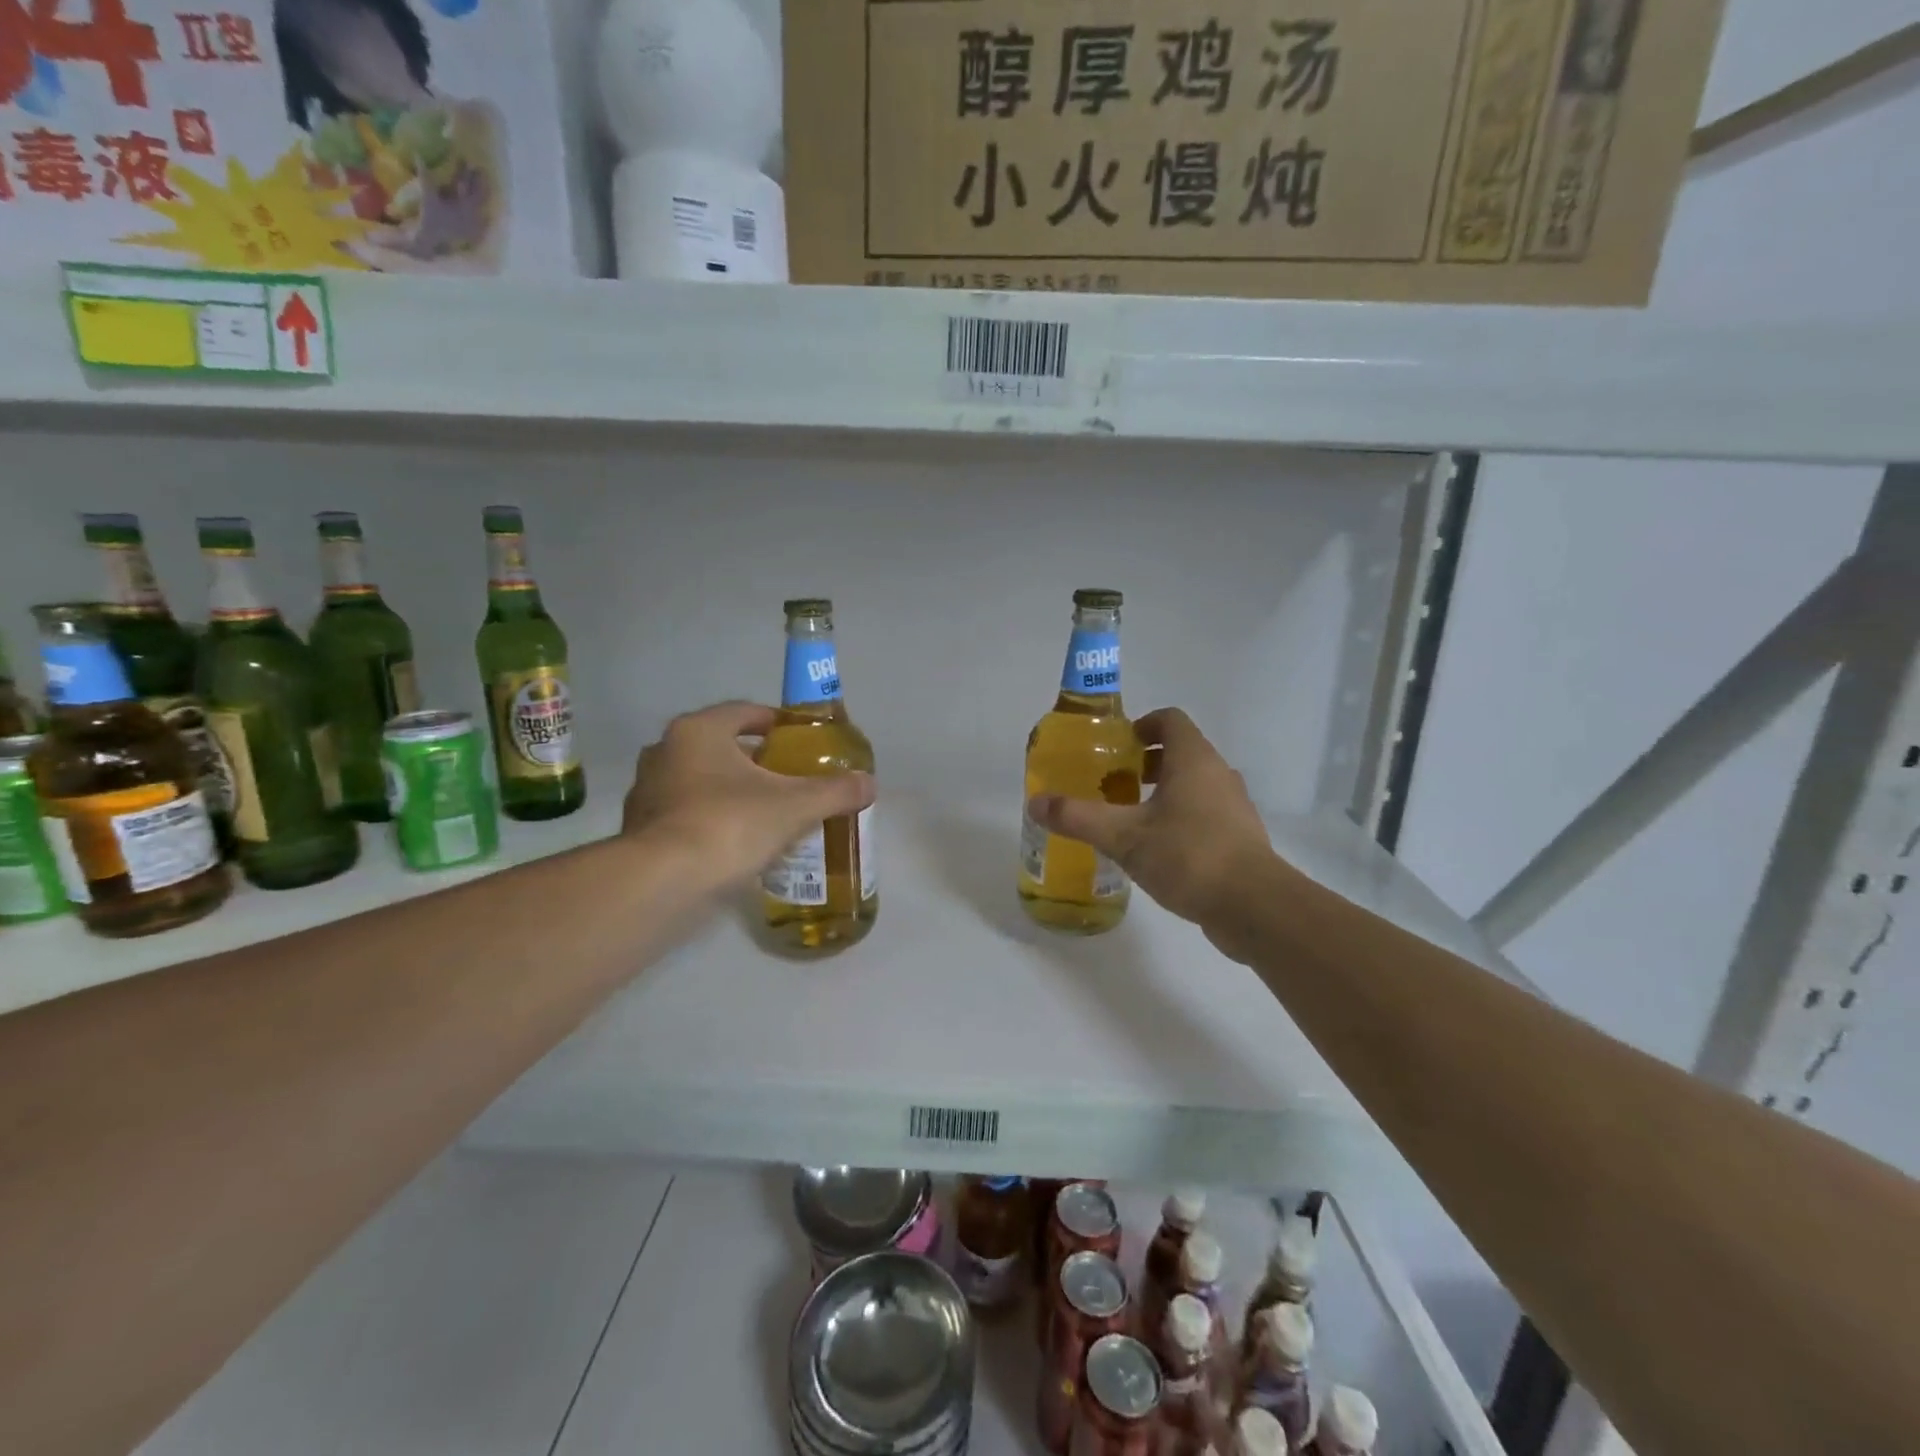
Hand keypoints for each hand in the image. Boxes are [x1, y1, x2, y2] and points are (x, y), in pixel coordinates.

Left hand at [623, 701, 874, 892]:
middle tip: (789, 778)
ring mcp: (647, 792)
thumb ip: (835, 791)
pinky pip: (684, 814)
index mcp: (698, 731)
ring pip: (699, 781)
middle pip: (720, 746)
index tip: (799, 739)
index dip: (775, 722)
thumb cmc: (729, 825)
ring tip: (766, 813)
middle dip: (755, 760)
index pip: (744, 712)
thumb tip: (870, 783)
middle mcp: (665, 752)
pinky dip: (709, 820)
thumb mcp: (795, 806)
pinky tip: (735, 844)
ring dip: (730, 791)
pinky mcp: (639, 830)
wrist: (662, 884)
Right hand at [1027, 708, 1274, 940]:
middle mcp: (1219, 774)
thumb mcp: (1123, 836)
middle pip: (1182, 752)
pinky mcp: (1240, 838)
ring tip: (1131, 819)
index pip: (1171, 720)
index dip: (1143, 725)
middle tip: (1115, 784)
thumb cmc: (1188, 855)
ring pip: (1195, 786)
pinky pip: (1206, 815)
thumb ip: (1078, 818)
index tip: (1118, 747)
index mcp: (1194, 760)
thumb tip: (1036, 803)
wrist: (1254, 907)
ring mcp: (1235, 807)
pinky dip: (1181, 820)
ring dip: (1164, 793)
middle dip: (1147, 763)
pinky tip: (1158, 851)